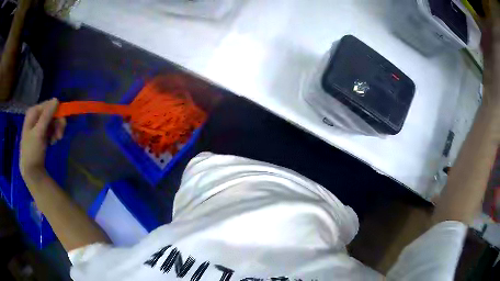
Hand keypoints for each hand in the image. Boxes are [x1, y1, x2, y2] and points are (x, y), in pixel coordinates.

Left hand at [20, 98, 65, 180]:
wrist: (31, 171)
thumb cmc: (32, 151)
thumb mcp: (39, 132)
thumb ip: (47, 115)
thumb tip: (56, 99)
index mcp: (33, 112)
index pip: (48, 105)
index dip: (56, 112)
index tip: (61, 123)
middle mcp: (35, 117)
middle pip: (50, 113)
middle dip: (57, 123)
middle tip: (60, 135)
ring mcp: (38, 126)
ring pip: (52, 121)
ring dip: (56, 130)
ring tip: (57, 140)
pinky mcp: (41, 135)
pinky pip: (50, 130)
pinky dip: (53, 135)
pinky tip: (53, 142)